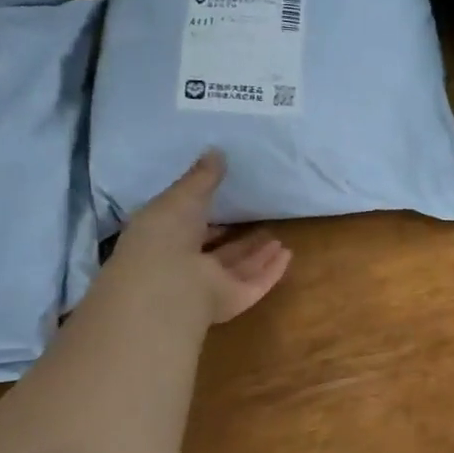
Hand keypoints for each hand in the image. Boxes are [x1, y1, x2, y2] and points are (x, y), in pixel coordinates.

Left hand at [112, 151, 291, 323]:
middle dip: (238, 240)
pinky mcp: (232, 301)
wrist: (167, 284)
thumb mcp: (182, 195)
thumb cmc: (165, 234)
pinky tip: (288, 255)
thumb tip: (216, 151)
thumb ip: (202, 177)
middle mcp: (186, 267)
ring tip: (278, 239)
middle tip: (260, 222)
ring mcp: (209, 287)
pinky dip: (271, 271)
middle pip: (218, 252)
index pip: (188, 229)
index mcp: (165, 241)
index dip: (205, 218)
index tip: (226, 204)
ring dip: (257, 254)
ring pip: (237, 269)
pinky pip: (255, 284)